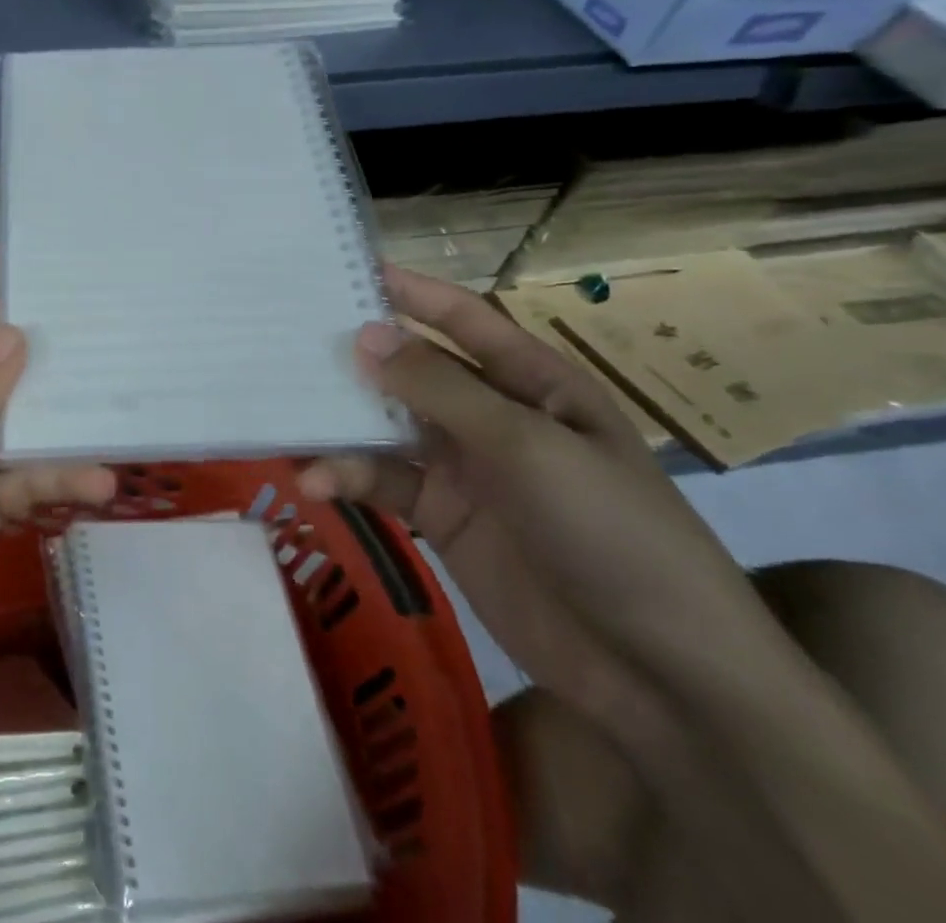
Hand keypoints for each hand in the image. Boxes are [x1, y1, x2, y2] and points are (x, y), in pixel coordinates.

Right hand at [300, 265, 792, 731]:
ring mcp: (464, 468)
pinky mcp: (440, 518)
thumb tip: (363, 334)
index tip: (343, 269)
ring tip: (285, 414)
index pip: (461, 319)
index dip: (409, 291)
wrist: (660, 676)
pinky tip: (312, 481)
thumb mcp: (527, 447)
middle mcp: (493, 415)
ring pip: (388, 427)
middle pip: (413, 370)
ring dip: (341, 423)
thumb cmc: (611, 532)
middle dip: (358, 355)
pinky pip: (383, 482)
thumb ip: (440, 389)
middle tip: (286, 338)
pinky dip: (346, 477)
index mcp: (532, 383)